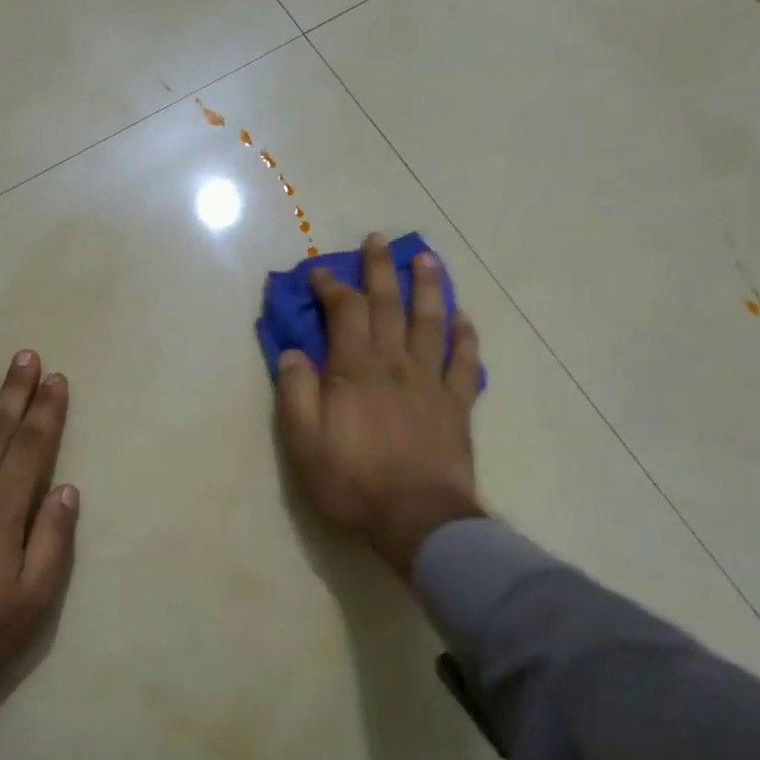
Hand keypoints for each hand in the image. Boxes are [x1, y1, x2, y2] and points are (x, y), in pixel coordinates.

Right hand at [275, 234, 485, 573]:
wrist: (417, 519)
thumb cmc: (353, 482)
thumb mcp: (303, 443)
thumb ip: (296, 393)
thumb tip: (293, 353)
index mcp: (356, 370)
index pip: (346, 313)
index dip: (332, 287)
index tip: (320, 272)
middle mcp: (395, 364)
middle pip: (389, 305)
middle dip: (380, 270)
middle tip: (377, 240)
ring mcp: (431, 381)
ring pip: (431, 322)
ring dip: (428, 286)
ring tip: (427, 258)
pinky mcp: (457, 404)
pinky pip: (464, 360)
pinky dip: (465, 335)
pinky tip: (463, 318)